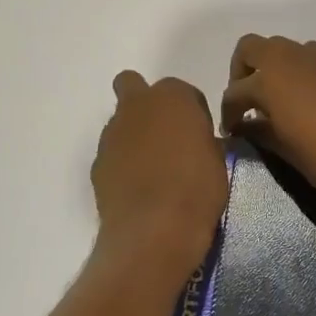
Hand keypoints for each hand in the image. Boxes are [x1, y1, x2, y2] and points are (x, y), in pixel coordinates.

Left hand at [92, 71, 228, 264]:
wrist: (154, 229)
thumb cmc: (197, 189)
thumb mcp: (217, 159)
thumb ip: (202, 140)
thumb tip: (194, 144)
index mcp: (173, 96)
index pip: (184, 92)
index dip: (192, 113)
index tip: (199, 136)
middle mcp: (137, 105)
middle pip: (133, 86)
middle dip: (145, 102)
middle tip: (165, 134)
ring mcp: (112, 133)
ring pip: (120, 122)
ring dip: (134, 136)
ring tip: (152, 170)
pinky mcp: (97, 162)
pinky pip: (113, 153)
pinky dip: (122, 163)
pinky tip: (137, 188)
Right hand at [219, 36, 315, 205]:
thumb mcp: (284, 149)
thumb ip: (259, 131)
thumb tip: (243, 126)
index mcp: (270, 80)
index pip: (235, 91)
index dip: (228, 111)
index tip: (232, 129)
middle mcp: (291, 58)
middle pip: (252, 48)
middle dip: (243, 70)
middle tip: (249, 100)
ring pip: (285, 48)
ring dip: (275, 67)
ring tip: (281, 97)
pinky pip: (314, 56)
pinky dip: (304, 70)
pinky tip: (312, 97)